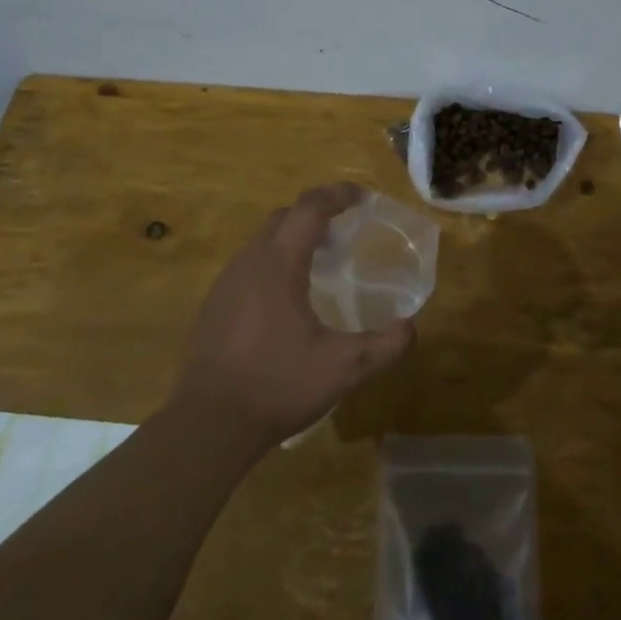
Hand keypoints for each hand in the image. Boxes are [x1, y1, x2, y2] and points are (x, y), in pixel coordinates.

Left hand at [171, 183, 416, 450]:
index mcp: (278, 265)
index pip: (309, 208)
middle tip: (346, 230)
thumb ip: (385, 345)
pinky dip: (275, 262)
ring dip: (293, 238)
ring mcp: (225, 283)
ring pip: (263, 241)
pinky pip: (249, 266)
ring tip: (321, 262)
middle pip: (284, 217)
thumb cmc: (278, 386)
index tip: (363, 197)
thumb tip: (411, 327)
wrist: (209, 424)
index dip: (338, 195)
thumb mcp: (343, 368)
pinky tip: (288, 299)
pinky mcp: (214, 305)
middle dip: (316, 213)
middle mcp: (248, 262)